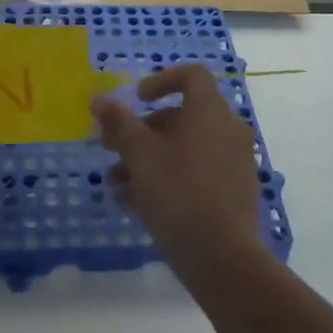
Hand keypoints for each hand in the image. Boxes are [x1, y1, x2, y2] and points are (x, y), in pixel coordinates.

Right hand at [91, 65, 265, 285]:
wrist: (222, 257)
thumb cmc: (178, 192)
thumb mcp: (140, 155)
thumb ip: (119, 123)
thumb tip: (99, 99)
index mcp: (211, 111)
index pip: (192, 76)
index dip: (161, 80)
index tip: (136, 100)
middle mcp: (228, 130)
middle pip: (182, 116)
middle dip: (142, 130)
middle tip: (112, 148)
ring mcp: (233, 162)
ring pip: (184, 149)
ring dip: (148, 160)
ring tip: (116, 184)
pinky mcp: (232, 192)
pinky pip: (196, 173)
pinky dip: (167, 179)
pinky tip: (135, 204)